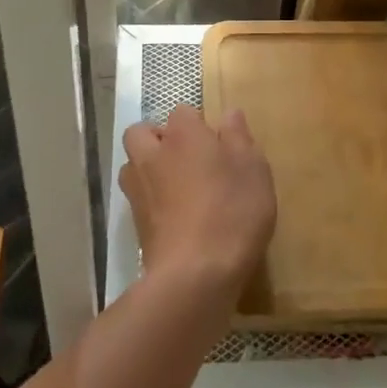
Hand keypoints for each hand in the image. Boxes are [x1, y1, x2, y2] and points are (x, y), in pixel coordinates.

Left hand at [121, 106, 275, 299]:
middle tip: (188, 159)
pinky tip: (175, 217)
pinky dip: (151, 201)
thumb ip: (239, 138)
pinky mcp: (135, 223)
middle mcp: (153, 155)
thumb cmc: (232, 212)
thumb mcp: (253, 170)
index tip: (218, 144)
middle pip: (142, 133)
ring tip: (177, 187)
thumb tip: (229, 113)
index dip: (198, 124)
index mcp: (183, 135)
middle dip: (158, 139)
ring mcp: (138, 190)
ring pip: (133, 165)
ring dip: (149, 168)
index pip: (182, 112)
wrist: (194, 275)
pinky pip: (138, 199)